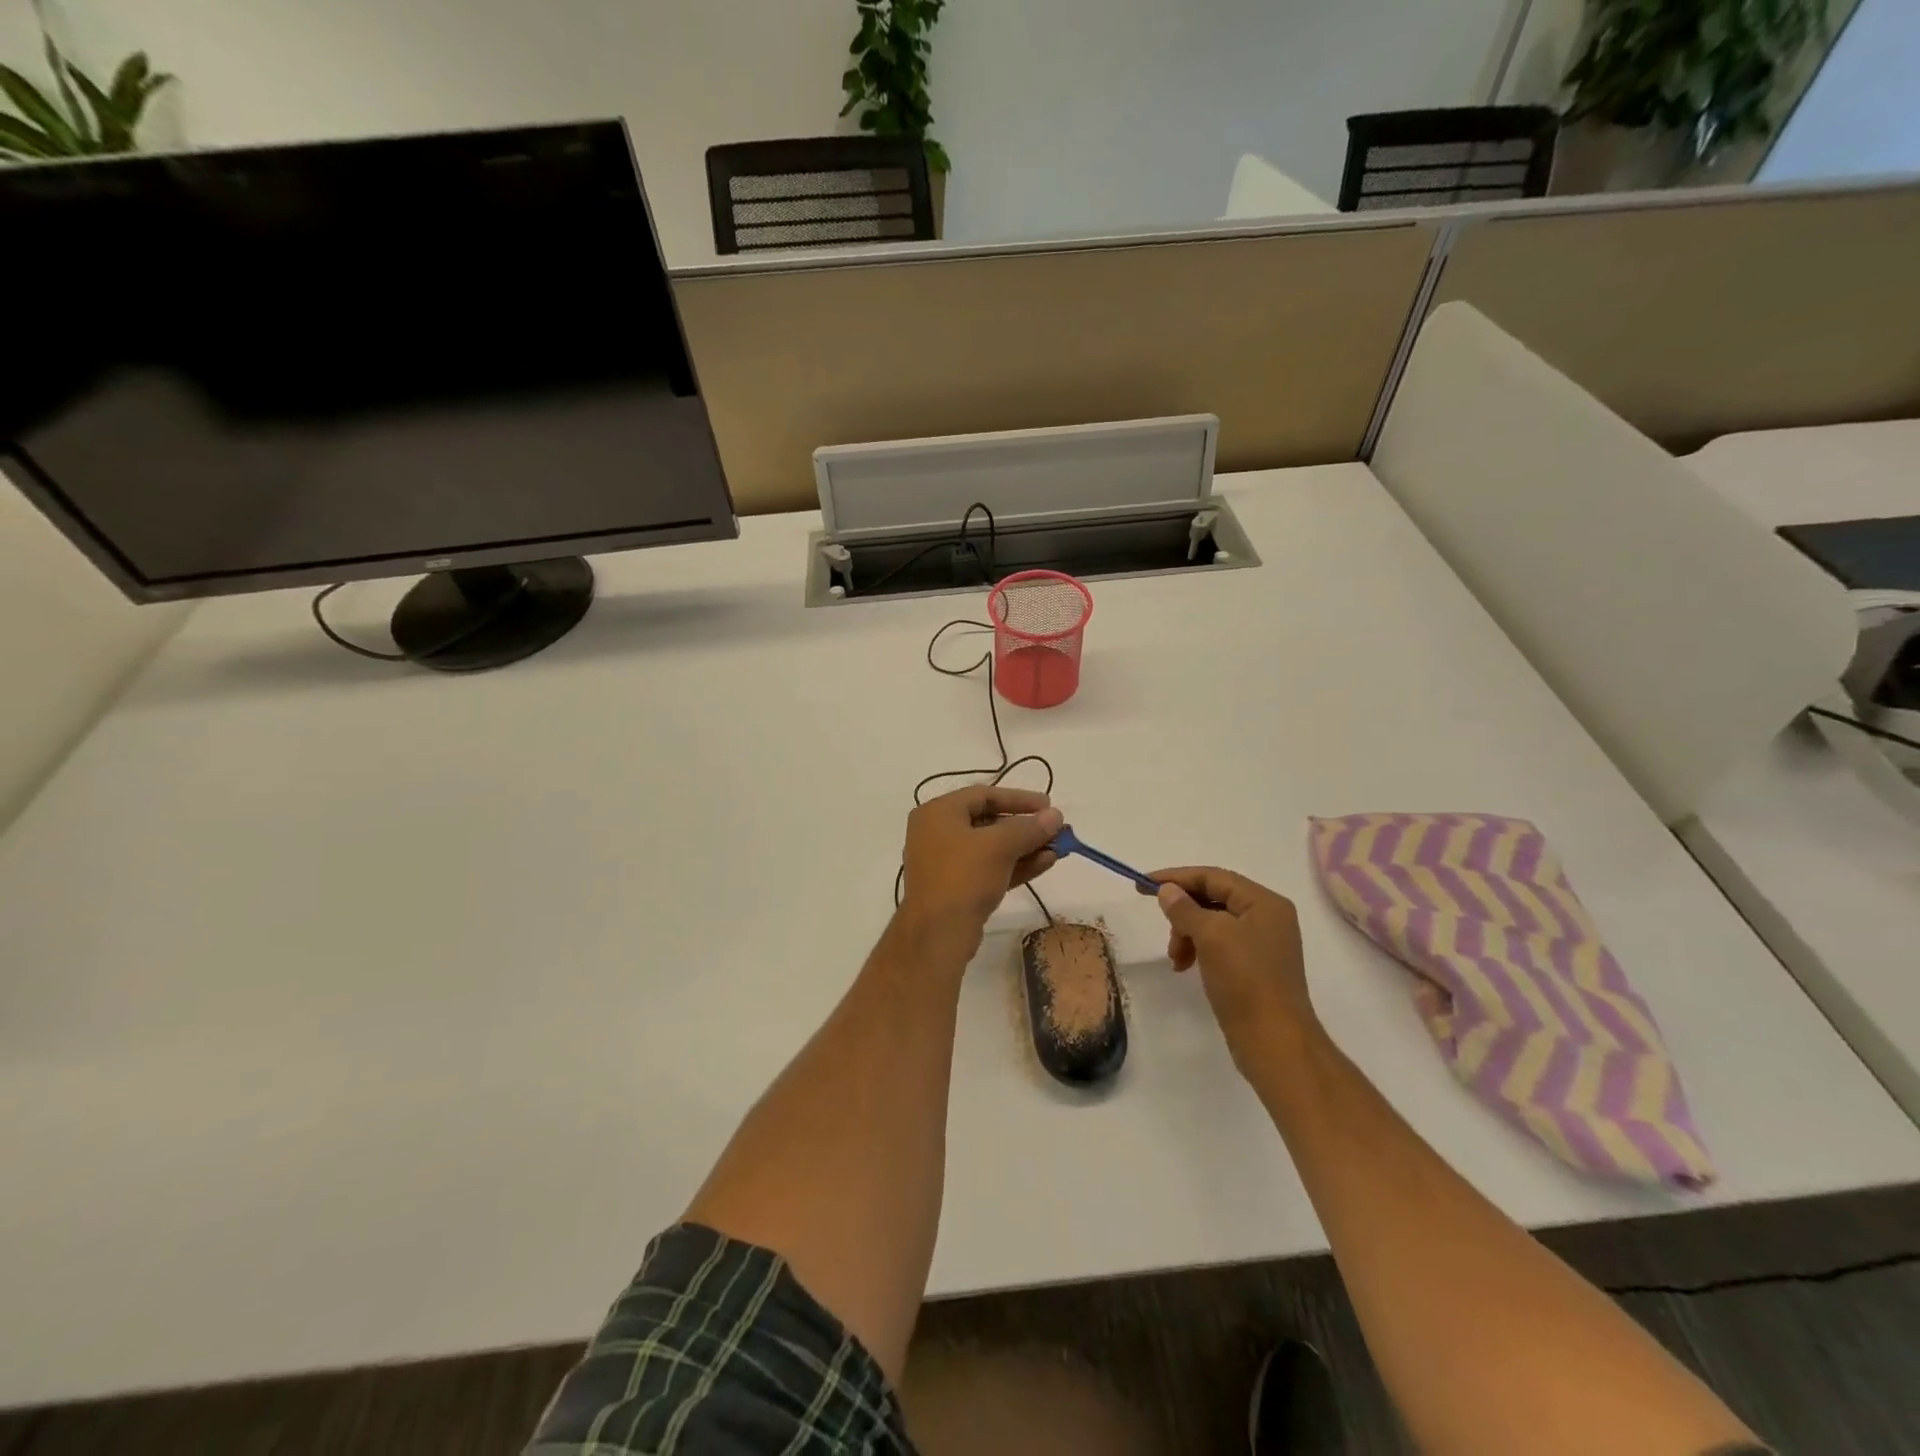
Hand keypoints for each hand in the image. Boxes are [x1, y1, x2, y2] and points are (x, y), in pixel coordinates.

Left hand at [900, 786, 1062, 944]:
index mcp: (937, 812)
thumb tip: (1056, 815)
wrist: (938, 934)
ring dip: (1025, 847)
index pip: (984, 795)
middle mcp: (936, 832)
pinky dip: (1014, 864)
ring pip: (990, 847)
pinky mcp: (955, 887)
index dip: (1019, 798)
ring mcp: (945, 862)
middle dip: (1025, 827)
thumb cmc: (964, 876)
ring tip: (1057, 849)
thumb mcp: (1000, 846)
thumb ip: (1029, 827)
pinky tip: (1045, 863)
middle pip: (988, 821)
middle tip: (1055, 830)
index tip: (1049, 805)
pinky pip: (988, 867)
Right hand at [1150, 867, 1318, 1066]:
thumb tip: (1167, 890)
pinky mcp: (1254, 967)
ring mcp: (1262, 943)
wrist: (1274, 1043)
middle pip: (1213, 898)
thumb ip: (1185, 908)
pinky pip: (1219, 945)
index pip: (1213, 877)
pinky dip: (1198, 950)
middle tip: (1165, 931)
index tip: (1142, 884)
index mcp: (1264, 902)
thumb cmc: (1245, 981)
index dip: (1176, 877)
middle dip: (1183, 912)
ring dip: (1188, 934)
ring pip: (1213, 923)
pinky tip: (1186, 966)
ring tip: (1176, 958)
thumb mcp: (1211, 937)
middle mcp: (1267, 917)